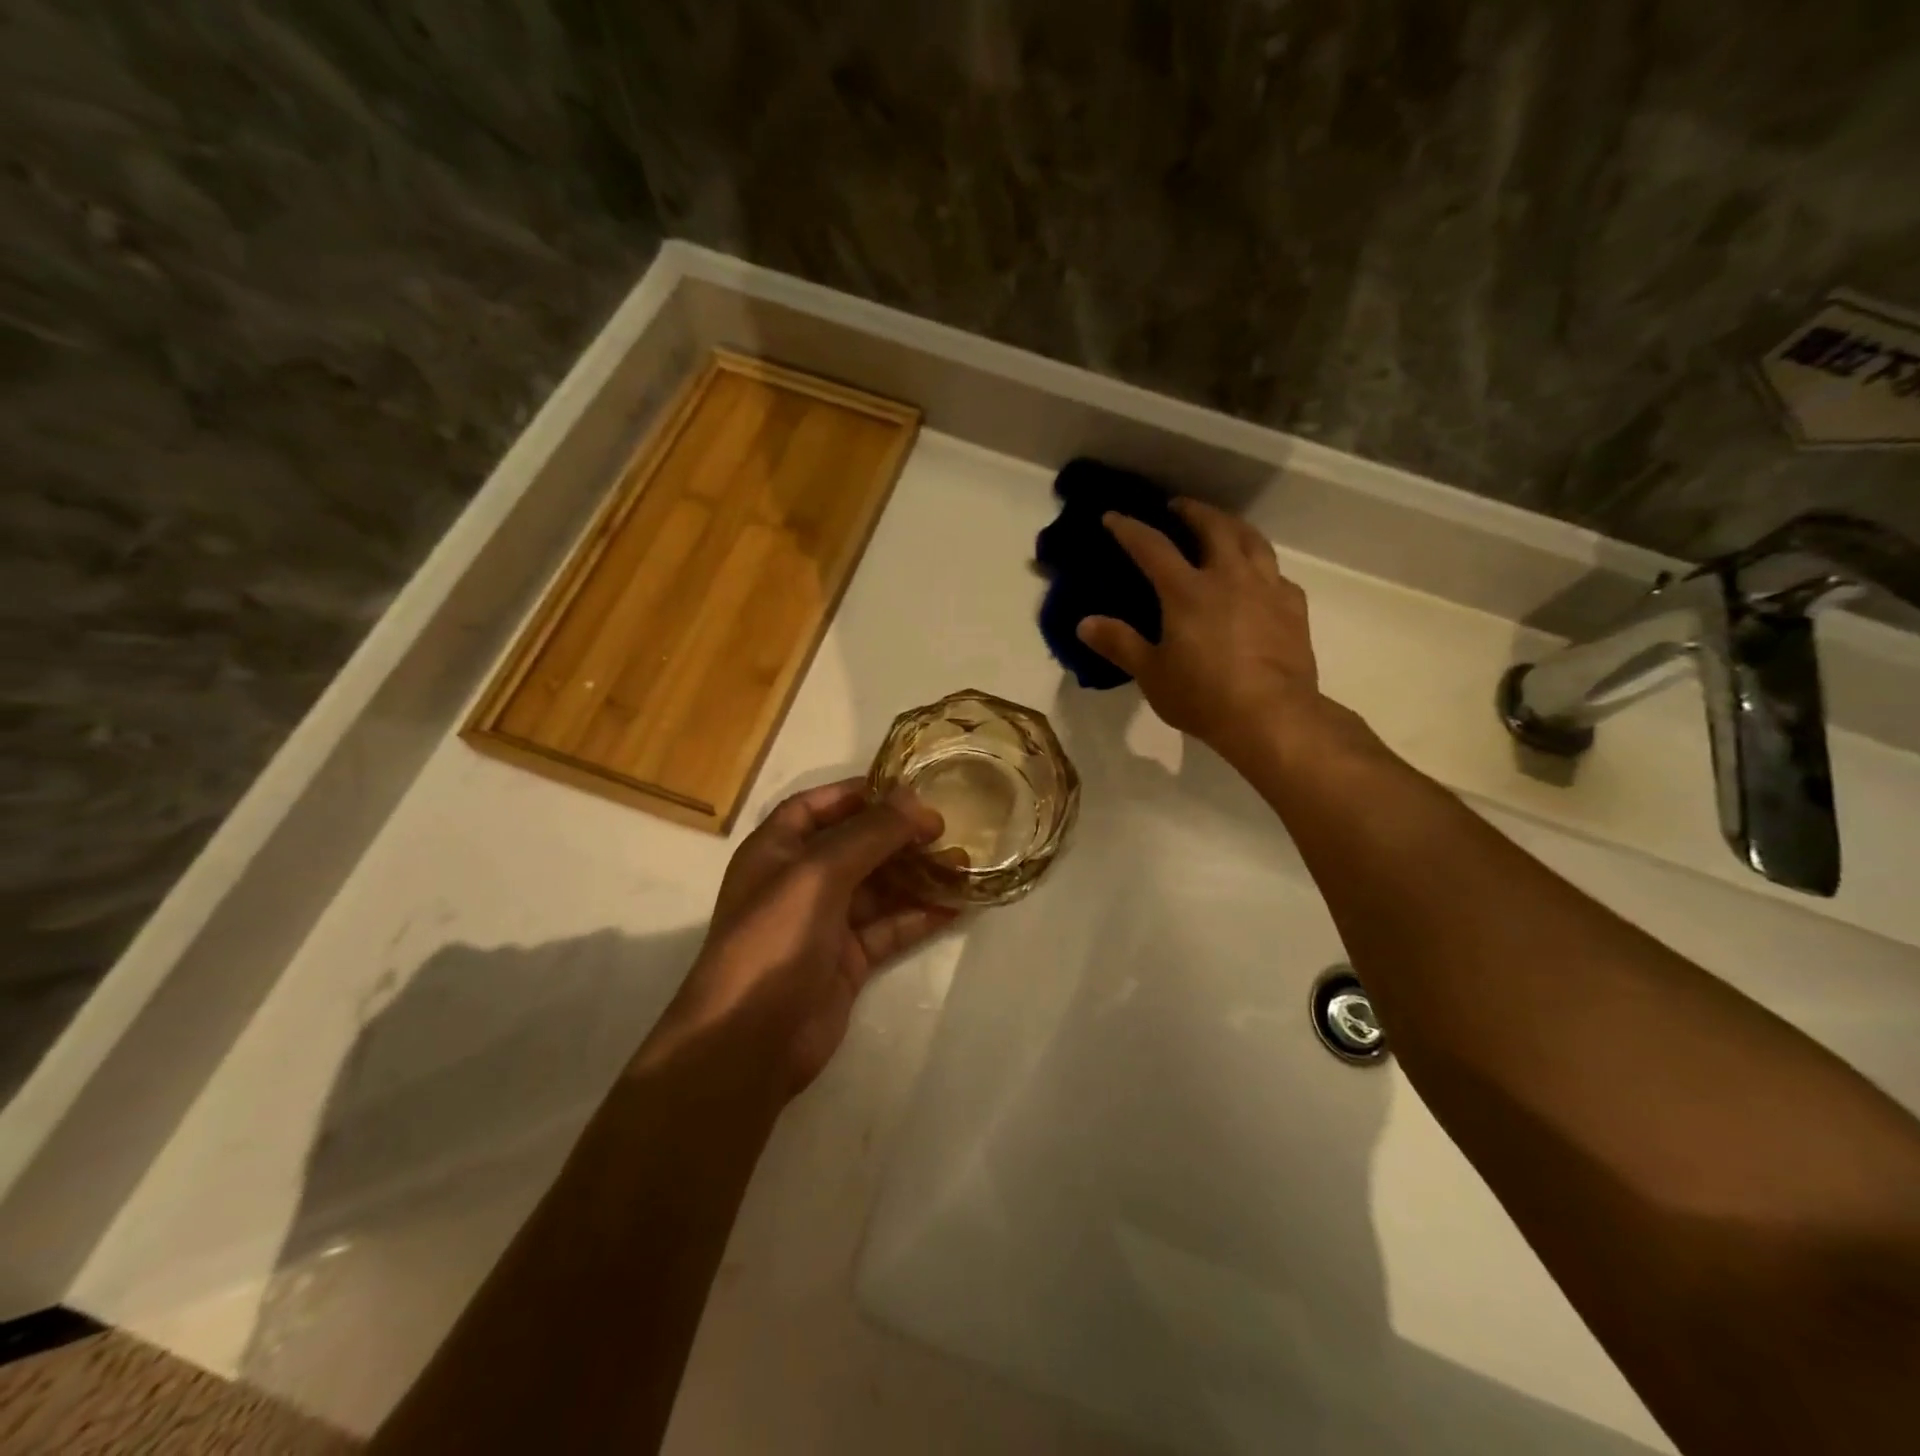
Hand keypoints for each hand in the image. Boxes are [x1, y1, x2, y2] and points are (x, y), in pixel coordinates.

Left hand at [648, 780, 955, 1098]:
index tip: (908, 789)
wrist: (749, 1042)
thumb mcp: (818, 874)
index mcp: (776, 850)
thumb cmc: (774, 940)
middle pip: (856, 846)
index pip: (818, 806)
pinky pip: (889, 928)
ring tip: (964, 864)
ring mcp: (824, 923)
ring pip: (879, 888)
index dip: (859, 794)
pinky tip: (956, 905)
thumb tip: (915, 799)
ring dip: (917, 875)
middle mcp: (799, 881)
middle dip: (899, 836)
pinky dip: (920, 915)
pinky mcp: (848, 960)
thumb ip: (870, 834)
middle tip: (947, 829)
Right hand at [1076, 498, 1328, 760]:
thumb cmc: (1203, 696)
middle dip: (1192, 511)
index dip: (1130, 529)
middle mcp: (1229, 577)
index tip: (1113, 516)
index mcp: (1188, 591)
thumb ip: (1119, 644)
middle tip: (1178, 507)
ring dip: (1232, 526)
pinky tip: (1258, 578)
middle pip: (1213, 527)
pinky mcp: (1293, 607)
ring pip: (1252, 540)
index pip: (1152, 547)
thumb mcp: (1151, 674)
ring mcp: (1266, 588)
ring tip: (1222, 527)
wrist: (1271, 716)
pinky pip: (1277, 574)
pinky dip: (1261, 566)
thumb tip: (1085, 623)